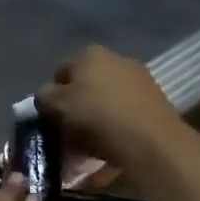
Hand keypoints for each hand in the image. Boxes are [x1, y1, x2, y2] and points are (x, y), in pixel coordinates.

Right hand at [37, 45, 182, 166]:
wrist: (150, 141)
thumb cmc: (96, 117)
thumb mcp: (57, 106)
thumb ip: (44, 97)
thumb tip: (46, 96)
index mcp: (89, 54)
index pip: (61, 73)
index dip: (53, 97)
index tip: (52, 120)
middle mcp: (116, 59)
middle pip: (86, 86)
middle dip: (77, 107)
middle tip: (70, 133)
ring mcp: (139, 79)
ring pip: (106, 100)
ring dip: (97, 118)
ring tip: (90, 145)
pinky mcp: (155, 102)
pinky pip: (125, 114)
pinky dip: (116, 127)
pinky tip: (111, 146)